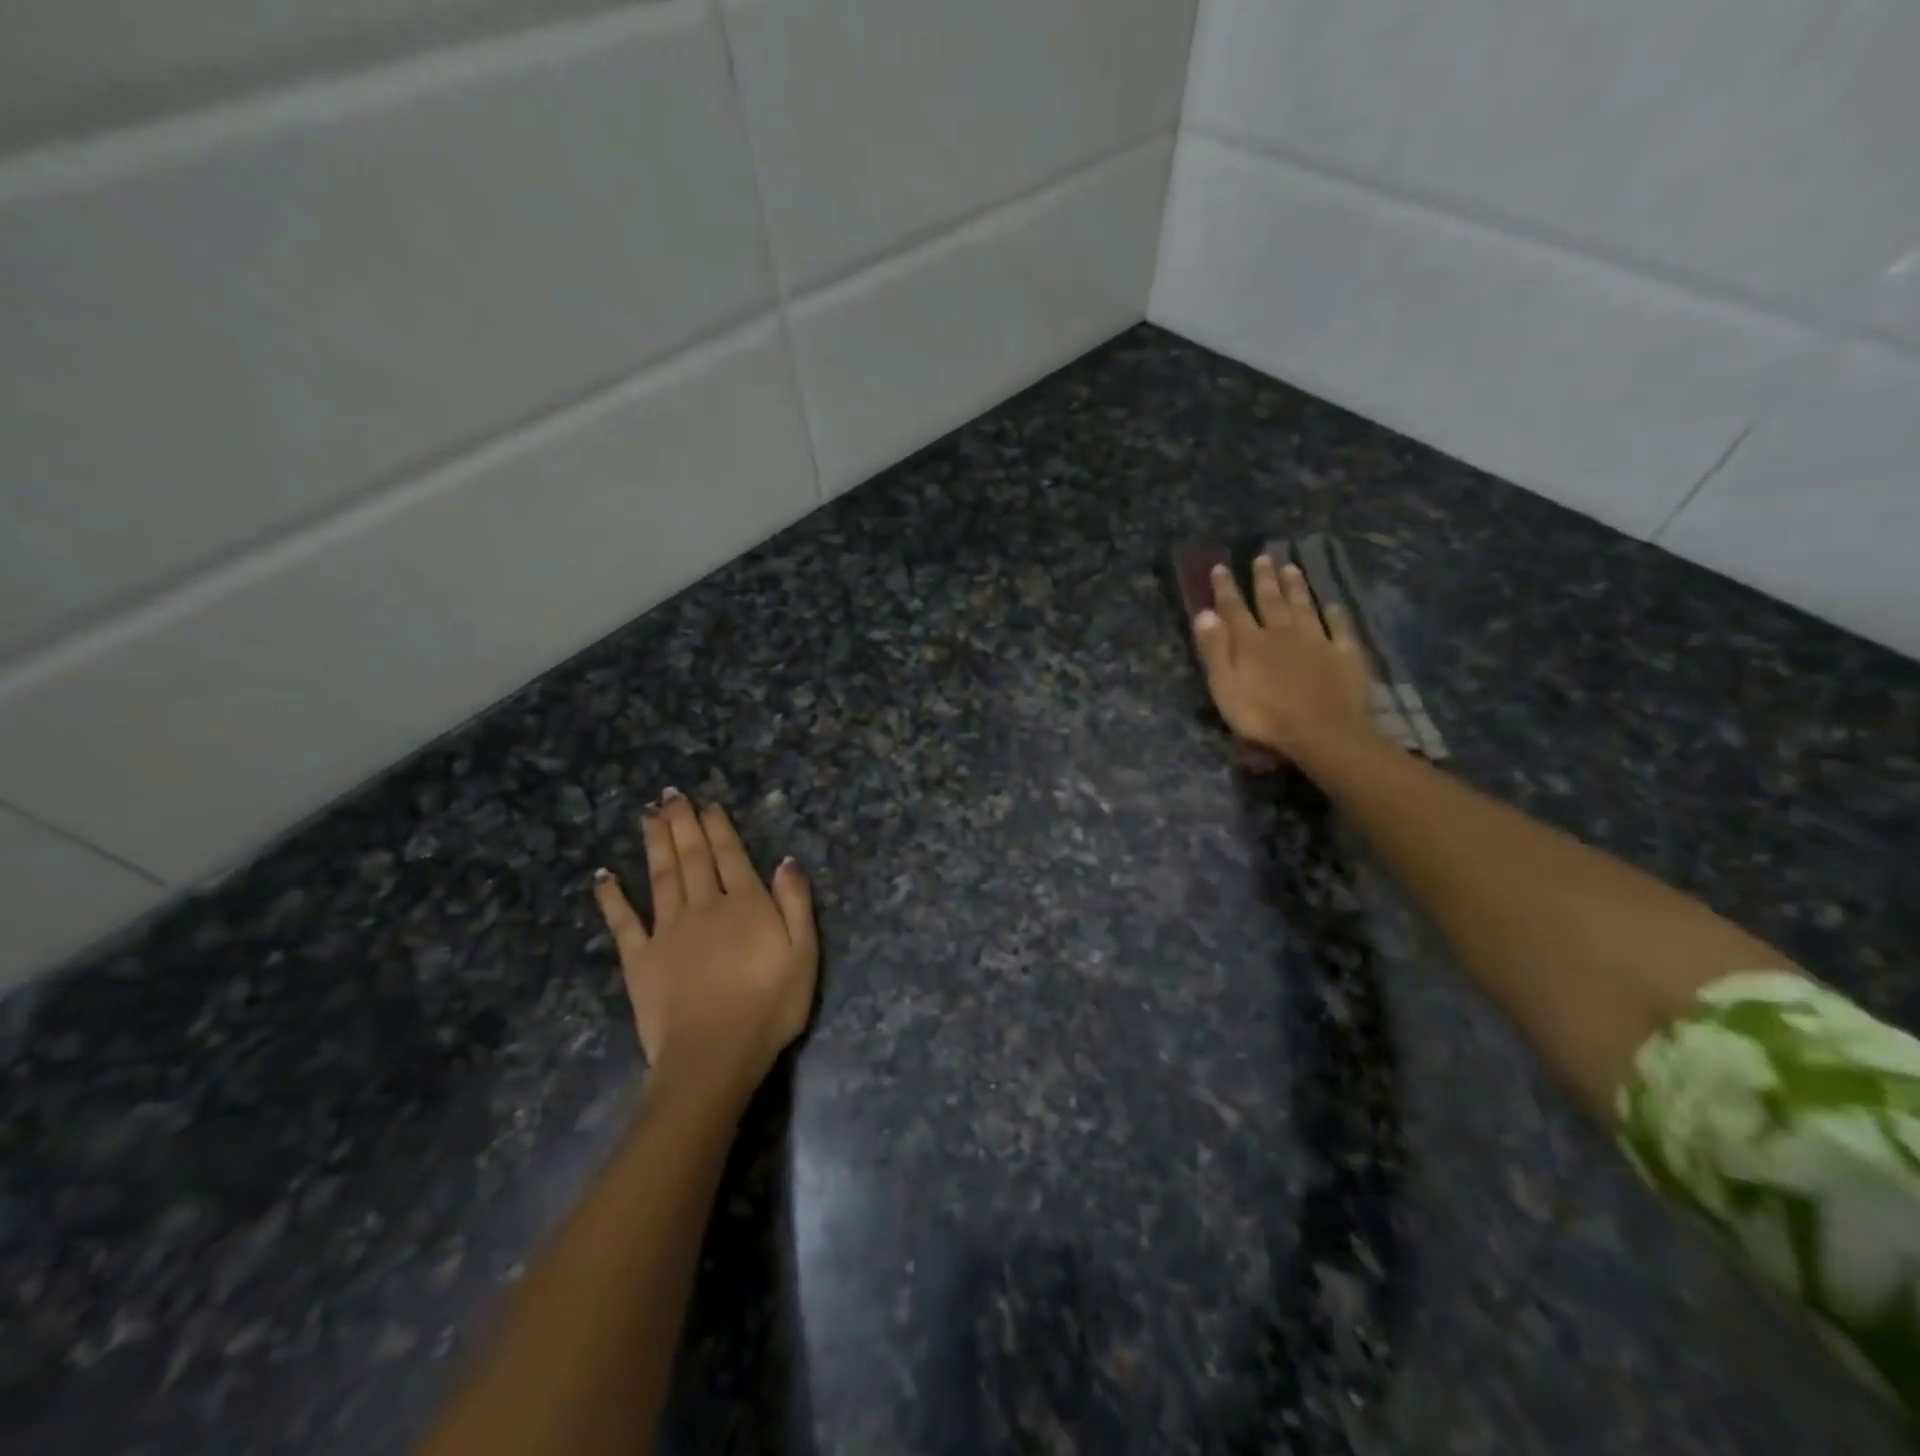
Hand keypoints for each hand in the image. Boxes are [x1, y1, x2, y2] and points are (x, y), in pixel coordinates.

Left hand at [591, 790, 818, 1101]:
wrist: (714, 1054)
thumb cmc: (769, 1007)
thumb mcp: (804, 954)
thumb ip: (796, 904)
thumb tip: (786, 861)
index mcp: (744, 904)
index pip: (730, 855)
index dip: (718, 827)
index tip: (707, 803)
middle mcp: (704, 906)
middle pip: (692, 857)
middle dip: (682, 823)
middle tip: (670, 794)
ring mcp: (668, 930)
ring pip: (660, 876)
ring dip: (654, 843)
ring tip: (648, 814)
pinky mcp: (640, 958)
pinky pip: (623, 921)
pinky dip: (612, 897)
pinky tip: (603, 875)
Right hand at [1191, 555, 1377, 762]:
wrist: (1322, 732)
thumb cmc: (1264, 716)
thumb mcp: (1225, 687)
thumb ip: (1214, 650)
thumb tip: (1204, 613)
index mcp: (1251, 643)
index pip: (1234, 609)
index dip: (1225, 588)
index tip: (1220, 566)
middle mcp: (1283, 633)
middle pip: (1271, 601)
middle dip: (1264, 579)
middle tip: (1263, 557)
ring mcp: (1317, 641)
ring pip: (1304, 607)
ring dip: (1297, 587)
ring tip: (1292, 567)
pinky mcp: (1345, 654)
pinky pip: (1340, 629)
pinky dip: (1336, 615)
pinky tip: (1334, 606)